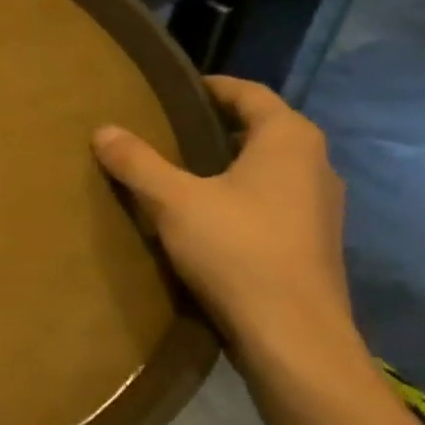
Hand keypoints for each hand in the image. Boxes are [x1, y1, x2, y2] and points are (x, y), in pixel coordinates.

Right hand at [93, 76, 360, 375]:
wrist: (294, 337)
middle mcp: (315, 164)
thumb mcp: (173, 201)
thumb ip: (137, 162)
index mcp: (289, 140)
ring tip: (179, 174)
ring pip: (267, 169)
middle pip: (260, 130)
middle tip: (165, 132)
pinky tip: (206, 218)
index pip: (250, 93)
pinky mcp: (313, 243)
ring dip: (228, 166)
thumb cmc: (237, 250)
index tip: (173, 92)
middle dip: (215, 128)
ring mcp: (320, 207)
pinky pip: (271, 202)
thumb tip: (103, 130)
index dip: (210, 87)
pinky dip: (240, 197)